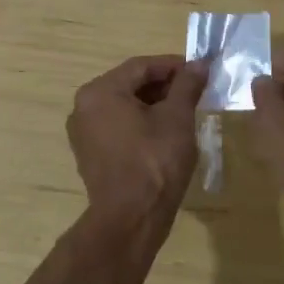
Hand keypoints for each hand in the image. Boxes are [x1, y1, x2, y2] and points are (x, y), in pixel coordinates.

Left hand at [66, 55, 207, 228]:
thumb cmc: (154, 161)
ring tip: (184, 111)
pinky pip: (117, 126)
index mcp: (100, 91)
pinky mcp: (90, 154)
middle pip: (130, 84)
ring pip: (124, 106)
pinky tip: (165, 133)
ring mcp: (83, 133)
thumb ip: (187, 86)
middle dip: (164, 85)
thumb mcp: (177, 118)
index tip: (199, 70)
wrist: (131, 219)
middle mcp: (84, 107)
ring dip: (153, 104)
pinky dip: (140, 123)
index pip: (141, 66)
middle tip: (195, 91)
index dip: (173, 65)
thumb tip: (199, 64)